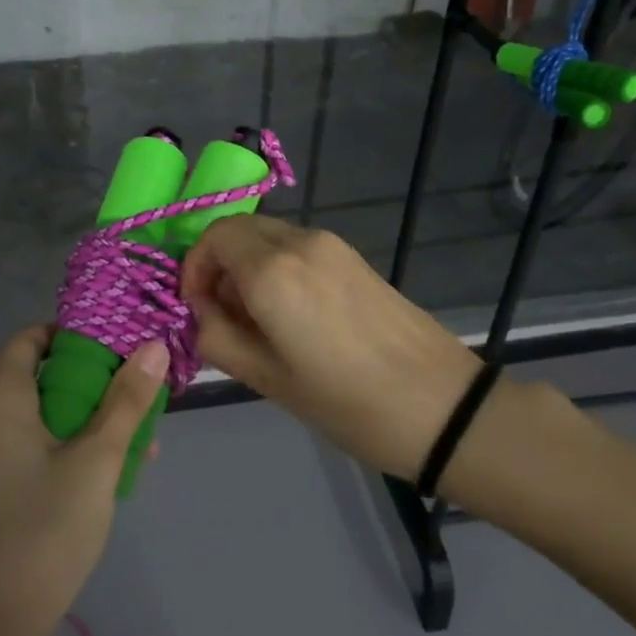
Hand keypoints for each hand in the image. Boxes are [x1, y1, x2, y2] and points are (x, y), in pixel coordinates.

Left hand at [0, 326, 166, 635]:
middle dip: (91, 378)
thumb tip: (152, 347)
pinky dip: (68, 442)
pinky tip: (109, 469)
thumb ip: (127, 401)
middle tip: (137, 388)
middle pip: (40, 375)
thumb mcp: (98, 459)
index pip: (31, 339)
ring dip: (86, 415)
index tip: (116, 342)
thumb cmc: (46, 528)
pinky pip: (33, 444)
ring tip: (137, 433)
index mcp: (0, 398)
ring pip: (42, 413)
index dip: (72, 334)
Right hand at [180, 216, 483, 478]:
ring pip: (267, 235)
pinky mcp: (353, 256)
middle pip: (238, 229)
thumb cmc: (346, 402)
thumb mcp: (267, 379)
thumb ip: (217, 337)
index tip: (197, 308)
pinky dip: (276, 266)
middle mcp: (298, 242)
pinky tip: (292, 313)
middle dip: (218, 263)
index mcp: (272, 271)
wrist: (442, 407)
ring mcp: (331, 245)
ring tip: (257, 319)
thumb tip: (200, 312)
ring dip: (247, 264)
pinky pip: (296, 247)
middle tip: (221, 313)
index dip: (193, 268)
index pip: (213, 238)